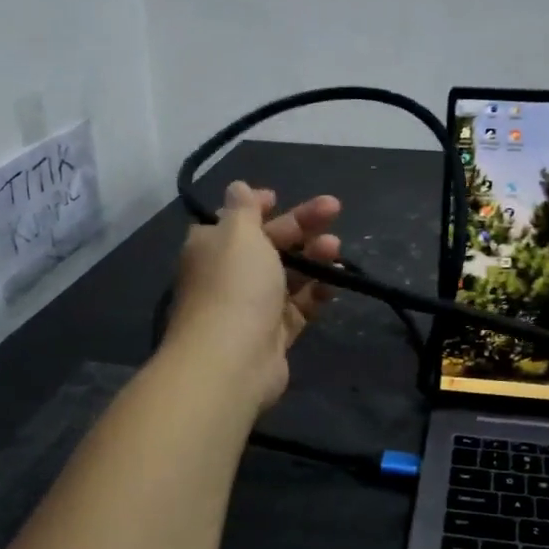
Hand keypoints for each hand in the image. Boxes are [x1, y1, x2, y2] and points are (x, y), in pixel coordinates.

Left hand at [163, 181, 341, 410]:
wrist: (230, 361)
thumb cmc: (234, 286)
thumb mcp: (238, 233)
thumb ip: (244, 208)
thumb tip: (237, 187)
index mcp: (212, 246)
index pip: (235, 220)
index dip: (258, 206)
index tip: (280, 196)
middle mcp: (229, 274)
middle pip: (269, 243)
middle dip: (301, 225)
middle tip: (334, 209)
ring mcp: (251, 307)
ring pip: (287, 274)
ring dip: (313, 257)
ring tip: (336, 247)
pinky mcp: (273, 334)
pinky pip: (298, 307)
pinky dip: (316, 292)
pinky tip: (335, 280)